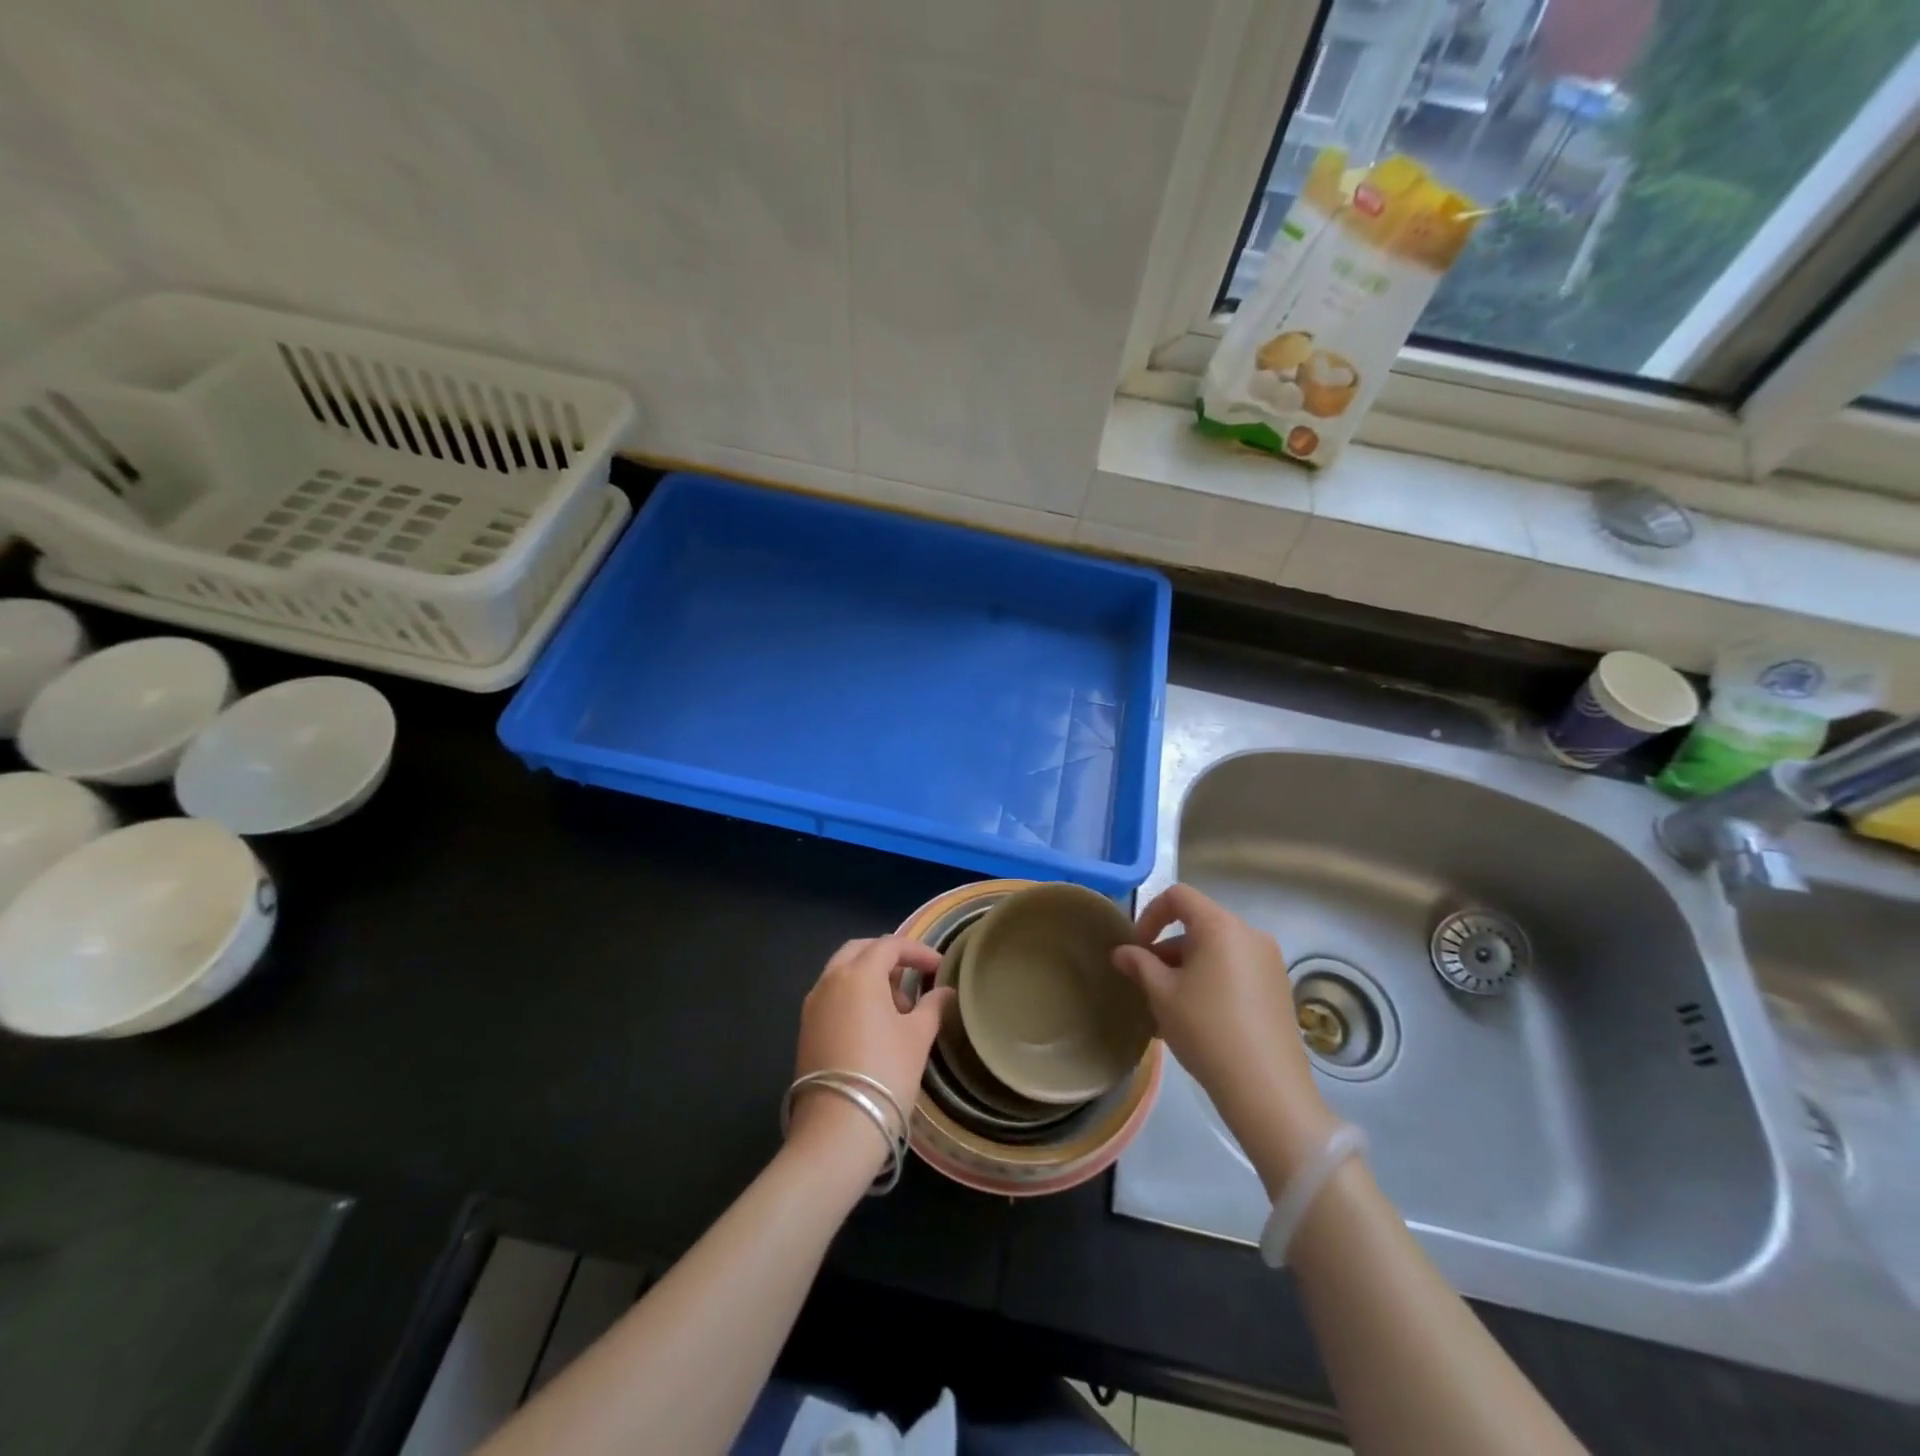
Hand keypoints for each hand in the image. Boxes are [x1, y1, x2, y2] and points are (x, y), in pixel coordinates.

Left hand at [789, 936, 949, 1168]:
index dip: (917, 952)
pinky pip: (832, 995)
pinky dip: (853, 995)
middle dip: (888, 956)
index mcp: (858, 974)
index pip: (890, 945)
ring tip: (898, 1007)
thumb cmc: (885, 1073)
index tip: (939, 967)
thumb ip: (932, 1007)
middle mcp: (830, 980)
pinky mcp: (805, 1029)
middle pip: (860, 950)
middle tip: (913, 975)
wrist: (837, 1128)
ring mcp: (813, 1005)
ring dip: (870, 976)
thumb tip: (944, 992)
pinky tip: (874, 1024)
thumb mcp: (918, 1037)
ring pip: (842, 972)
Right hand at [1114, 884, 1337, 1193]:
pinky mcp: (1278, 988)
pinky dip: (1211, 980)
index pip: (1179, 896)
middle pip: (1199, 925)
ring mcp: (1269, 962)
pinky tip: (1196, 1019)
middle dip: (1167, 948)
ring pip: (1216, 950)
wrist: (1267, 1089)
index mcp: (1221, 926)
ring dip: (1187, 967)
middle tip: (1148, 982)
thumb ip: (1139, 965)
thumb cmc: (1206, 1029)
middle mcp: (1250, 934)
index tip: (1137, 948)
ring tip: (1168, 1007)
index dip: (1150, 914)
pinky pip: (1235, 970)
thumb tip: (1122, 952)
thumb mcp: (1162, 995)